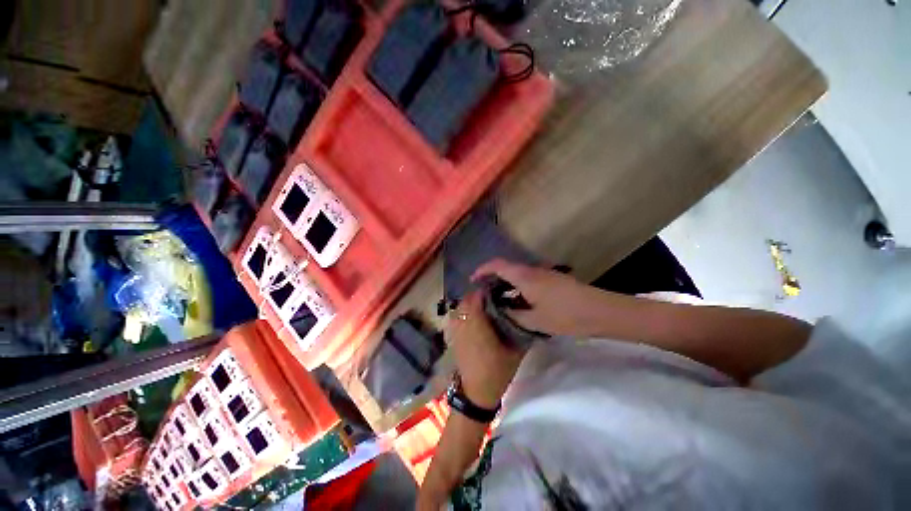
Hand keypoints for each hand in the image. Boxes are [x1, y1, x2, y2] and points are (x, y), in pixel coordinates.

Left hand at [447, 292, 524, 408]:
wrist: (476, 393)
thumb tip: (524, 315)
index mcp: (477, 325)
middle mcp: (463, 324)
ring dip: (469, 303)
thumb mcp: (515, 352)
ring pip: (459, 308)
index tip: (496, 290)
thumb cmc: (497, 371)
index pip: (475, 299)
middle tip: (491, 297)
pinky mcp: (453, 337)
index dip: (485, 292)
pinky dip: (464, 313)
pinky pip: (456, 317)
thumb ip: (518, 331)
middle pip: (466, 301)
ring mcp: (456, 331)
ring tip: (483, 306)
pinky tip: (474, 318)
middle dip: (477, 296)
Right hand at [473, 259, 615, 337]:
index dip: (482, 270)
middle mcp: (532, 270)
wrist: (600, 310)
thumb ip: (513, 315)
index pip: (497, 265)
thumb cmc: (565, 315)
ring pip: (517, 274)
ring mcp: (543, 273)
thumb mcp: (535, 321)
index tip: (473, 280)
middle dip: (492, 277)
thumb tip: (500, 309)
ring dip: (505, 283)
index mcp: (524, 277)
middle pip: (506, 267)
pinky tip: (519, 301)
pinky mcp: (551, 279)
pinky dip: (517, 286)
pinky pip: (527, 278)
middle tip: (484, 293)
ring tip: (499, 299)